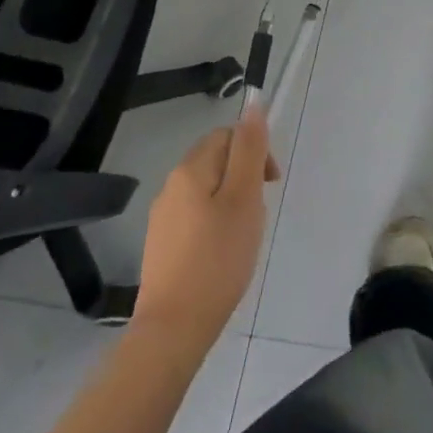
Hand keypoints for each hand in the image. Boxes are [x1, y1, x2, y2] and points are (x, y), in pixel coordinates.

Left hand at [132, 106, 279, 347]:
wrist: (173, 328)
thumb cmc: (218, 258)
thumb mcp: (244, 198)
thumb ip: (250, 150)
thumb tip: (253, 104)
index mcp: (191, 169)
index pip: (227, 136)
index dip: (254, 152)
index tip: (270, 184)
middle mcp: (171, 185)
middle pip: (216, 161)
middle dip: (244, 177)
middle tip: (259, 212)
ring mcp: (163, 216)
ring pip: (207, 190)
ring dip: (231, 201)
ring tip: (244, 235)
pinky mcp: (162, 245)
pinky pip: (195, 216)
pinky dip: (215, 224)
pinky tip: (222, 253)